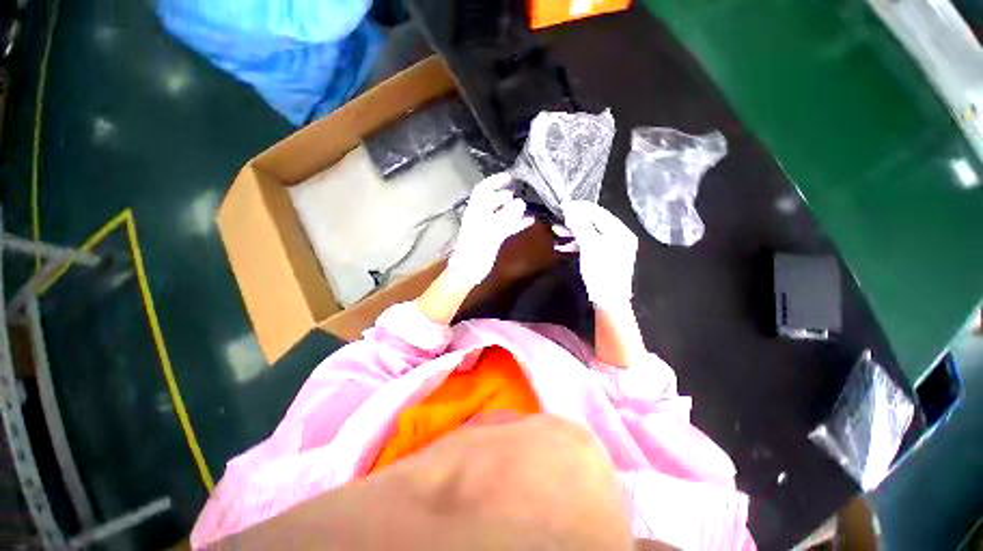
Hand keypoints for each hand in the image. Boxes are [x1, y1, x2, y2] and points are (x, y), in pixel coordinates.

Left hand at [447, 173, 533, 286]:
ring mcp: (487, 227)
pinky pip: (507, 226)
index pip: (484, 190)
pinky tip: (529, 221)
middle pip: (494, 200)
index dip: (496, 181)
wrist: (469, 271)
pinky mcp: (493, 238)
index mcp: (475, 211)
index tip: (511, 176)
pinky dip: (517, 222)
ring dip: (514, 208)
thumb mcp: (489, 233)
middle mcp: (481, 216)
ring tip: (528, 205)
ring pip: (502, 212)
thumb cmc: (475, 251)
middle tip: (522, 191)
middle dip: (507, 194)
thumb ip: (505, 217)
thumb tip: (521, 202)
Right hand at [555, 201, 637, 309]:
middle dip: (577, 219)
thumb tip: (569, 207)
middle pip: (596, 222)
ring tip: (561, 230)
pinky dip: (579, 243)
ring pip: (592, 233)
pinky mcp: (606, 258)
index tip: (564, 204)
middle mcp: (620, 237)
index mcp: (621, 232)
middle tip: (561, 217)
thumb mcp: (589, 246)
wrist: (608, 301)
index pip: (599, 212)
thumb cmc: (601, 272)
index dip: (581, 207)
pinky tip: (567, 245)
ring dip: (576, 231)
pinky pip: (591, 244)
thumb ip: (580, 225)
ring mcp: (614, 248)